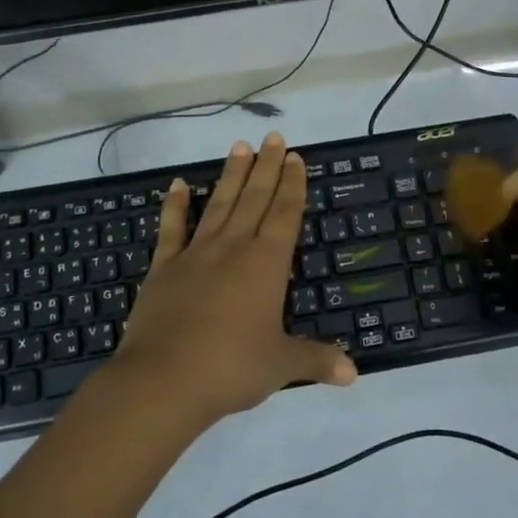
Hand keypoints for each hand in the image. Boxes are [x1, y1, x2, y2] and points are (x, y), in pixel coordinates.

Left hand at [113, 132, 356, 430]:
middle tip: (273, 137)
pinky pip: (171, 228)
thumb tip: (354, 374)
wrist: (163, 380)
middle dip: (267, 166)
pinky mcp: (164, 268)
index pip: (285, 214)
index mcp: (266, 264)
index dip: (292, 185)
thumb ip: (316, 360)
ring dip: (231, 175)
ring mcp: (195, 254)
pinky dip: (174, 205)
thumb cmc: (231, 368)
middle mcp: (233, 248)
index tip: (295, 157)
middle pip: (254, 198)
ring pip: (218, 204)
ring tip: (240, 147)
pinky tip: (176, 184)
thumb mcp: (281, 365)